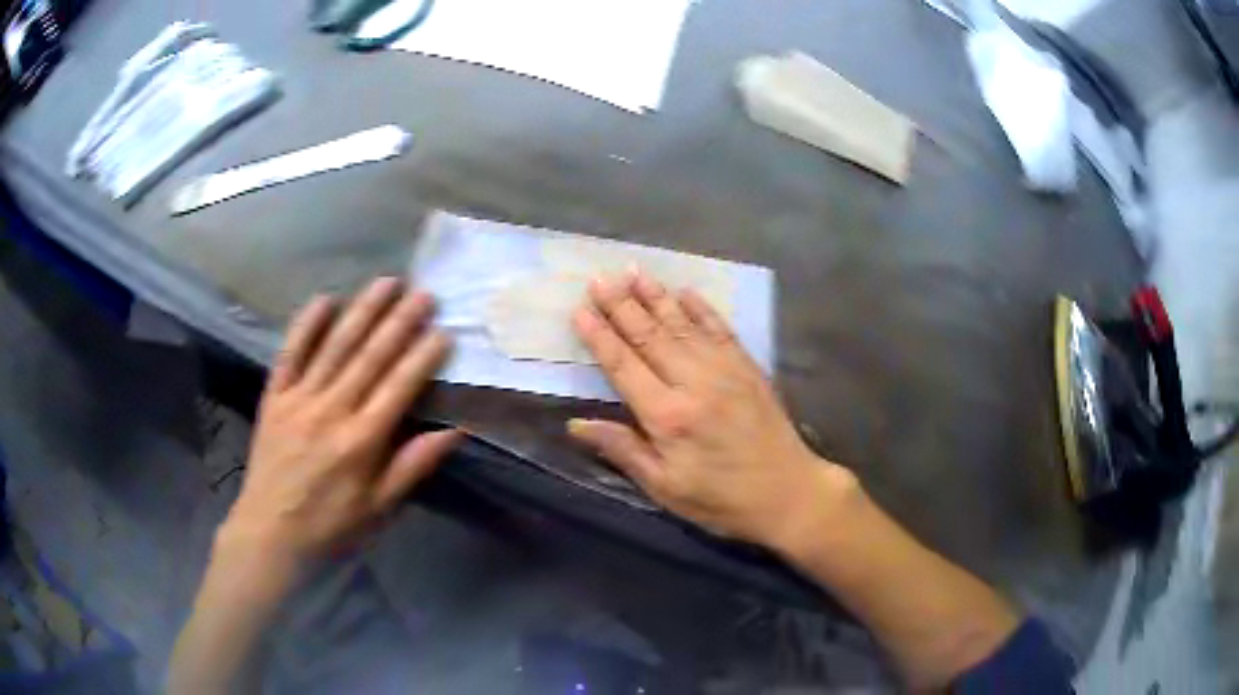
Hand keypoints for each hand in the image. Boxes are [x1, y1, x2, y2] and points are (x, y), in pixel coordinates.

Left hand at [220, 278, 461, 572]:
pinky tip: (325, 299)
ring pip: (334, 347)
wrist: (270, 534)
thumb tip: (454, 432)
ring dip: (362, 312)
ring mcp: (299, 400)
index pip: (398, 388)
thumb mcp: (378, 509)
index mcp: (361, 442)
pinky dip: (306, 325)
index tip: (443, 331)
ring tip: (386, 282)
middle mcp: (331, 411)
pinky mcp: (274, 398)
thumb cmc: (330, 527)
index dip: (422, 357)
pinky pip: (290, 354)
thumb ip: (412, 467)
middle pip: (369, 358)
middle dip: (399, 322)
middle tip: (423, 292)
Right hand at [568, 271, 854, 548]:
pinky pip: (719, 329)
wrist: (788, 492)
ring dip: (655, 296)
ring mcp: (725, 370)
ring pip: (682, 325)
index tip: (579, 310)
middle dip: (621, 305)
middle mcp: (694, 382)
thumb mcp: (665, 487)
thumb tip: (576, 425)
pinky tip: (685, 292)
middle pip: (649, 336)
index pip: (623, 366)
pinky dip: (701, 308)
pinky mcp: (748, 367)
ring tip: (633, 271)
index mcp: (668, 416)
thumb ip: (623, 450)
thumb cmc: (720, 499)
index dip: (599, 337)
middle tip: (598, 279)